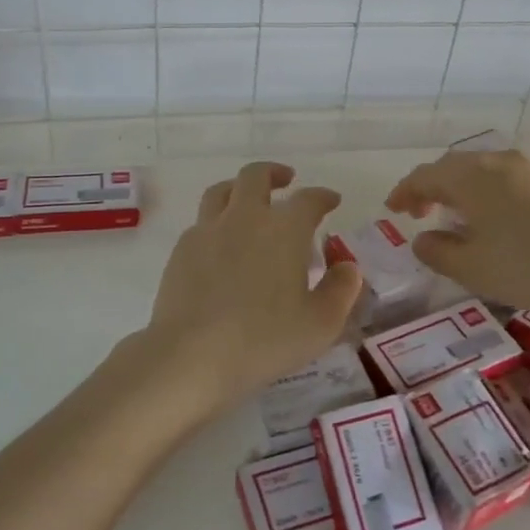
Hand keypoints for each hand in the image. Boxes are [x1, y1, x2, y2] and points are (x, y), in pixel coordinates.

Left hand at [131, 162, 362, 414]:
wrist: (191, 355)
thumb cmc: (264, 340)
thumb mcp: (321, 324)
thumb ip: (341, 290)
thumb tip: (347, 267)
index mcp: (284, 229)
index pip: (309, 199)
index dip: (324, 197)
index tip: (331, 200)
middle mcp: (245, 217)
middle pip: (257, 176)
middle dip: (275, 173)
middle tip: (286, 180)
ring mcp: (208, 231)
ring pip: (222, 191)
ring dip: (239, 188)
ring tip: (247, 200)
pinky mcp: (182, 250)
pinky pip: (202, 222)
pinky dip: (217, 222)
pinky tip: (221, 243)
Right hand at [387, 150, 529, 323]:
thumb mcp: (472, 268)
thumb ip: (437, 252)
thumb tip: (422, 238)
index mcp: (471, 177)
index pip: (425, 175)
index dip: (404, 192)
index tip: (392, 210)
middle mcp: (497, 162)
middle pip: (452, 167)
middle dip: (430, 188)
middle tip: (418, 213)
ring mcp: (528, 168)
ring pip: (479, 170)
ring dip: (458, 189)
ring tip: (452, 216)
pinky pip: (502, 178)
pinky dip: (483, 192)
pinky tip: (490, 218)